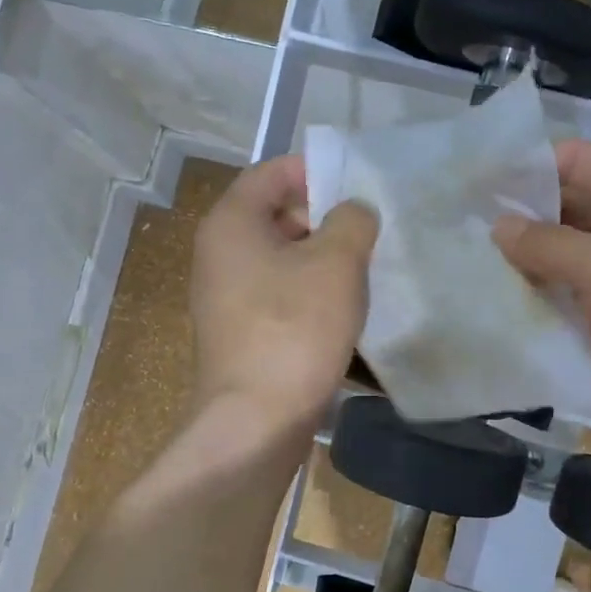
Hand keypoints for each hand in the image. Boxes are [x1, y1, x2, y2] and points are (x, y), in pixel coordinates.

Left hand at [190, 155, 377, 439]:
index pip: (272, 172)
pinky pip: (280, 297)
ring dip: (323, 261)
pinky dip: (311, 295)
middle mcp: (220, 254)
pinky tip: (346, 312)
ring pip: (283, 260)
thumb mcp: (336, 262)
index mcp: (231, 223)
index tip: (359, 187)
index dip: (316, 171)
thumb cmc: (294, 329)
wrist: (257, 420)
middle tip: (370, 232)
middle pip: (277, 216)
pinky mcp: (242, 334)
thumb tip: (353, 212)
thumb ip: (352, 220)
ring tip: (367, 271)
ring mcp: (227, 298)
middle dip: (326, 219)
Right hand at [493, 140, 590, 456]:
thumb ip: (546, 243)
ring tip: (465, 266)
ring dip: (520, 265)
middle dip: (517, 219)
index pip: (576, 161)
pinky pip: (561, 303)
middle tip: (459, 229)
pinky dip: (532, 303)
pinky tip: (489, 305)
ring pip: (558, 261)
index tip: (475, 183)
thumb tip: (498, 226)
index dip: (528, 166)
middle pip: (564, 211)